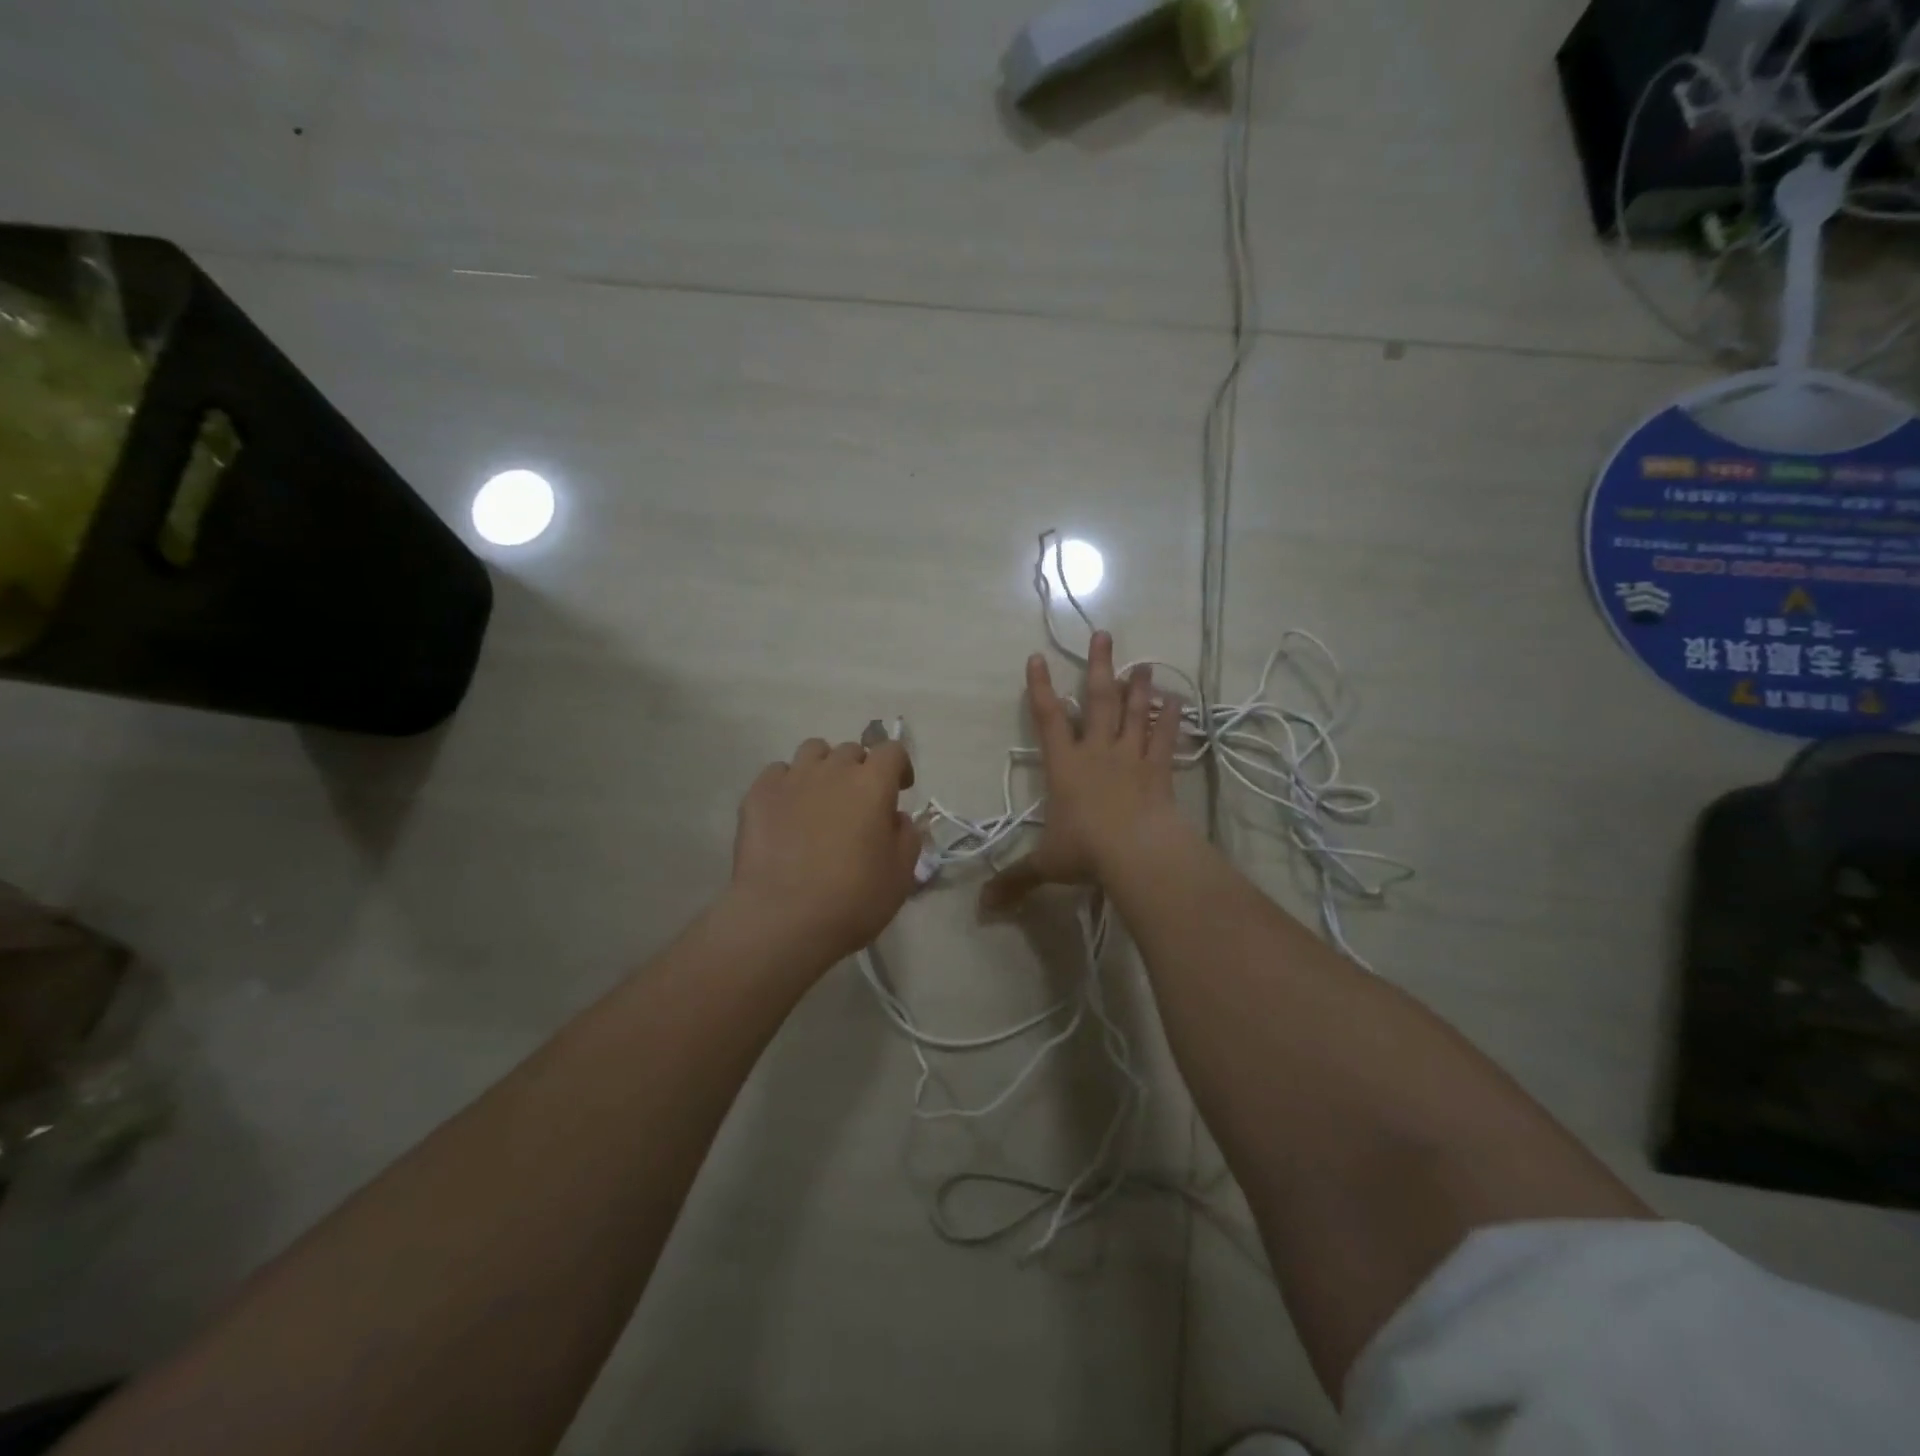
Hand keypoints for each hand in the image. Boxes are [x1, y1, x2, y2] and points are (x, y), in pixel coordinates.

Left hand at [729, 736, 921, 967]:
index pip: (892, 750)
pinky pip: (777, 772)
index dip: (899, 766)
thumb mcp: (901, 875)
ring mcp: (792, 779)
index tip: (899, 790)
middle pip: (851, 750)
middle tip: (859, 802)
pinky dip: (788, 783)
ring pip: (813, 751)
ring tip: (821, 798)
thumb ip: (906, 836)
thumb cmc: (852, 899)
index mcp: (872, 784)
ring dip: (824, 767)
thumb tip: (895, 817)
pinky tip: (787, 810)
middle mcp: (833, 770)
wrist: (783, 919)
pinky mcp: (758, 794)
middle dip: (861, 769)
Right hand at [982, 631, 1185, 911]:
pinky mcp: (1158, 770)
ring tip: (1143, 663)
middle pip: (1097, 701)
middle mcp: (1097, 752)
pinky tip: (1176, 699)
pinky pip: (1164, 738)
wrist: (1137, 853)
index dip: (1040, 689)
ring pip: (1134, 713)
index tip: (1037, 658)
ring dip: (1138, 687)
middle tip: (1105, 636)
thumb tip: (982, 908)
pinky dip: (1170, 718)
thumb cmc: (1086, 852)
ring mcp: (1131, 757)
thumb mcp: (1045, 865)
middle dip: (1098, 667)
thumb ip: (1015, 880)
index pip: (1047, 719)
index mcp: (1064, 766)